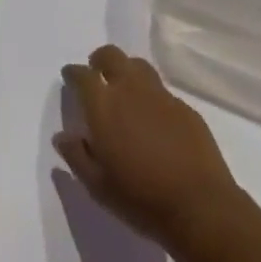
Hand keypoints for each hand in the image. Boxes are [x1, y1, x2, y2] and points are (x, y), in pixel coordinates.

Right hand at [55, 45, 241, 249]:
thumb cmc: (141, 199)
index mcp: (104, 105)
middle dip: (99, 60)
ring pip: (137, 65)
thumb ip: (77, 157)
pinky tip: (153, 116)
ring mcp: (159, 94)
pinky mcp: (183, 105)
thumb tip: (62, 136)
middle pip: (111, 56)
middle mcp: (130, 88)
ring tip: (123, 87)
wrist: (198, 205)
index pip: (82, 75)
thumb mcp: (99, 187)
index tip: (70, 76)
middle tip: (96, 72)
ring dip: (126, 70)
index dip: (73, 73)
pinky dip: (150, 95)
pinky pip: (160, 90)